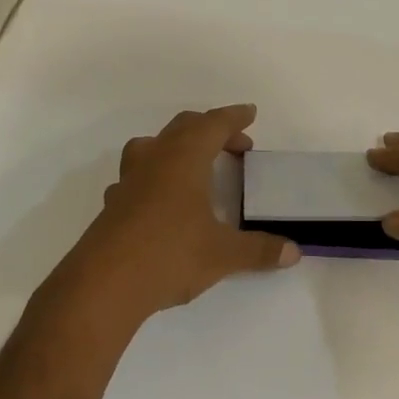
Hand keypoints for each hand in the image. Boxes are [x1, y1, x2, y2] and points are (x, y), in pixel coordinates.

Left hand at [65, 105, 299, 318]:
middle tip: (234, 145)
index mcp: (183, 160)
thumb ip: (259, 250)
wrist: (104, 285)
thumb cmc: (169, 256)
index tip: (250, 113)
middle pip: (181, 129)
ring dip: (175, 148)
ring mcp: (127, 183)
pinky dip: (154, 179)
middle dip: (209, 130)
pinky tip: (160, 202)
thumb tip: (293, 252)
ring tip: (194, 166)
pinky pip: (136, 179)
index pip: (211, 125)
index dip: (233, 118)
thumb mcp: (223, 254)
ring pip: (150, 148)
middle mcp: (153, 162)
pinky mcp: (112, 207)